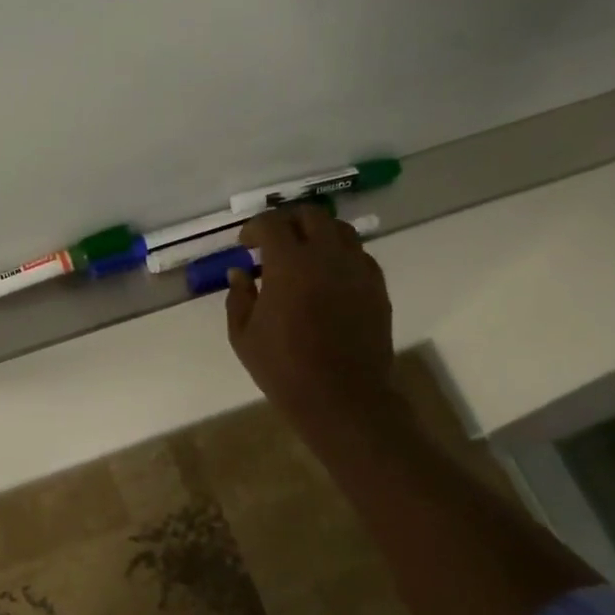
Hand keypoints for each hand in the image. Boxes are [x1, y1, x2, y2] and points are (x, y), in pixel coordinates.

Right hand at [225, 205, 399, 445]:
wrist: (342, 398)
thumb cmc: (284, 369)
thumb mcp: (243, 336)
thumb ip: (238, 297)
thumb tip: (240, 273)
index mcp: (289, 264)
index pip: (272, 224)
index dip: (255, 228)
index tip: (246, 244)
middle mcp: (327, 256)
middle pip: (310, 215)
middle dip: (288, 222)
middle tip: (274, 242)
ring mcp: (357, 269)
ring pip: (340, 230)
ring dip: (317, 234)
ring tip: (304, 255)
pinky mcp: (376, 286)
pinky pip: (359, 255)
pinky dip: (340, 255)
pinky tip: (328, 277)